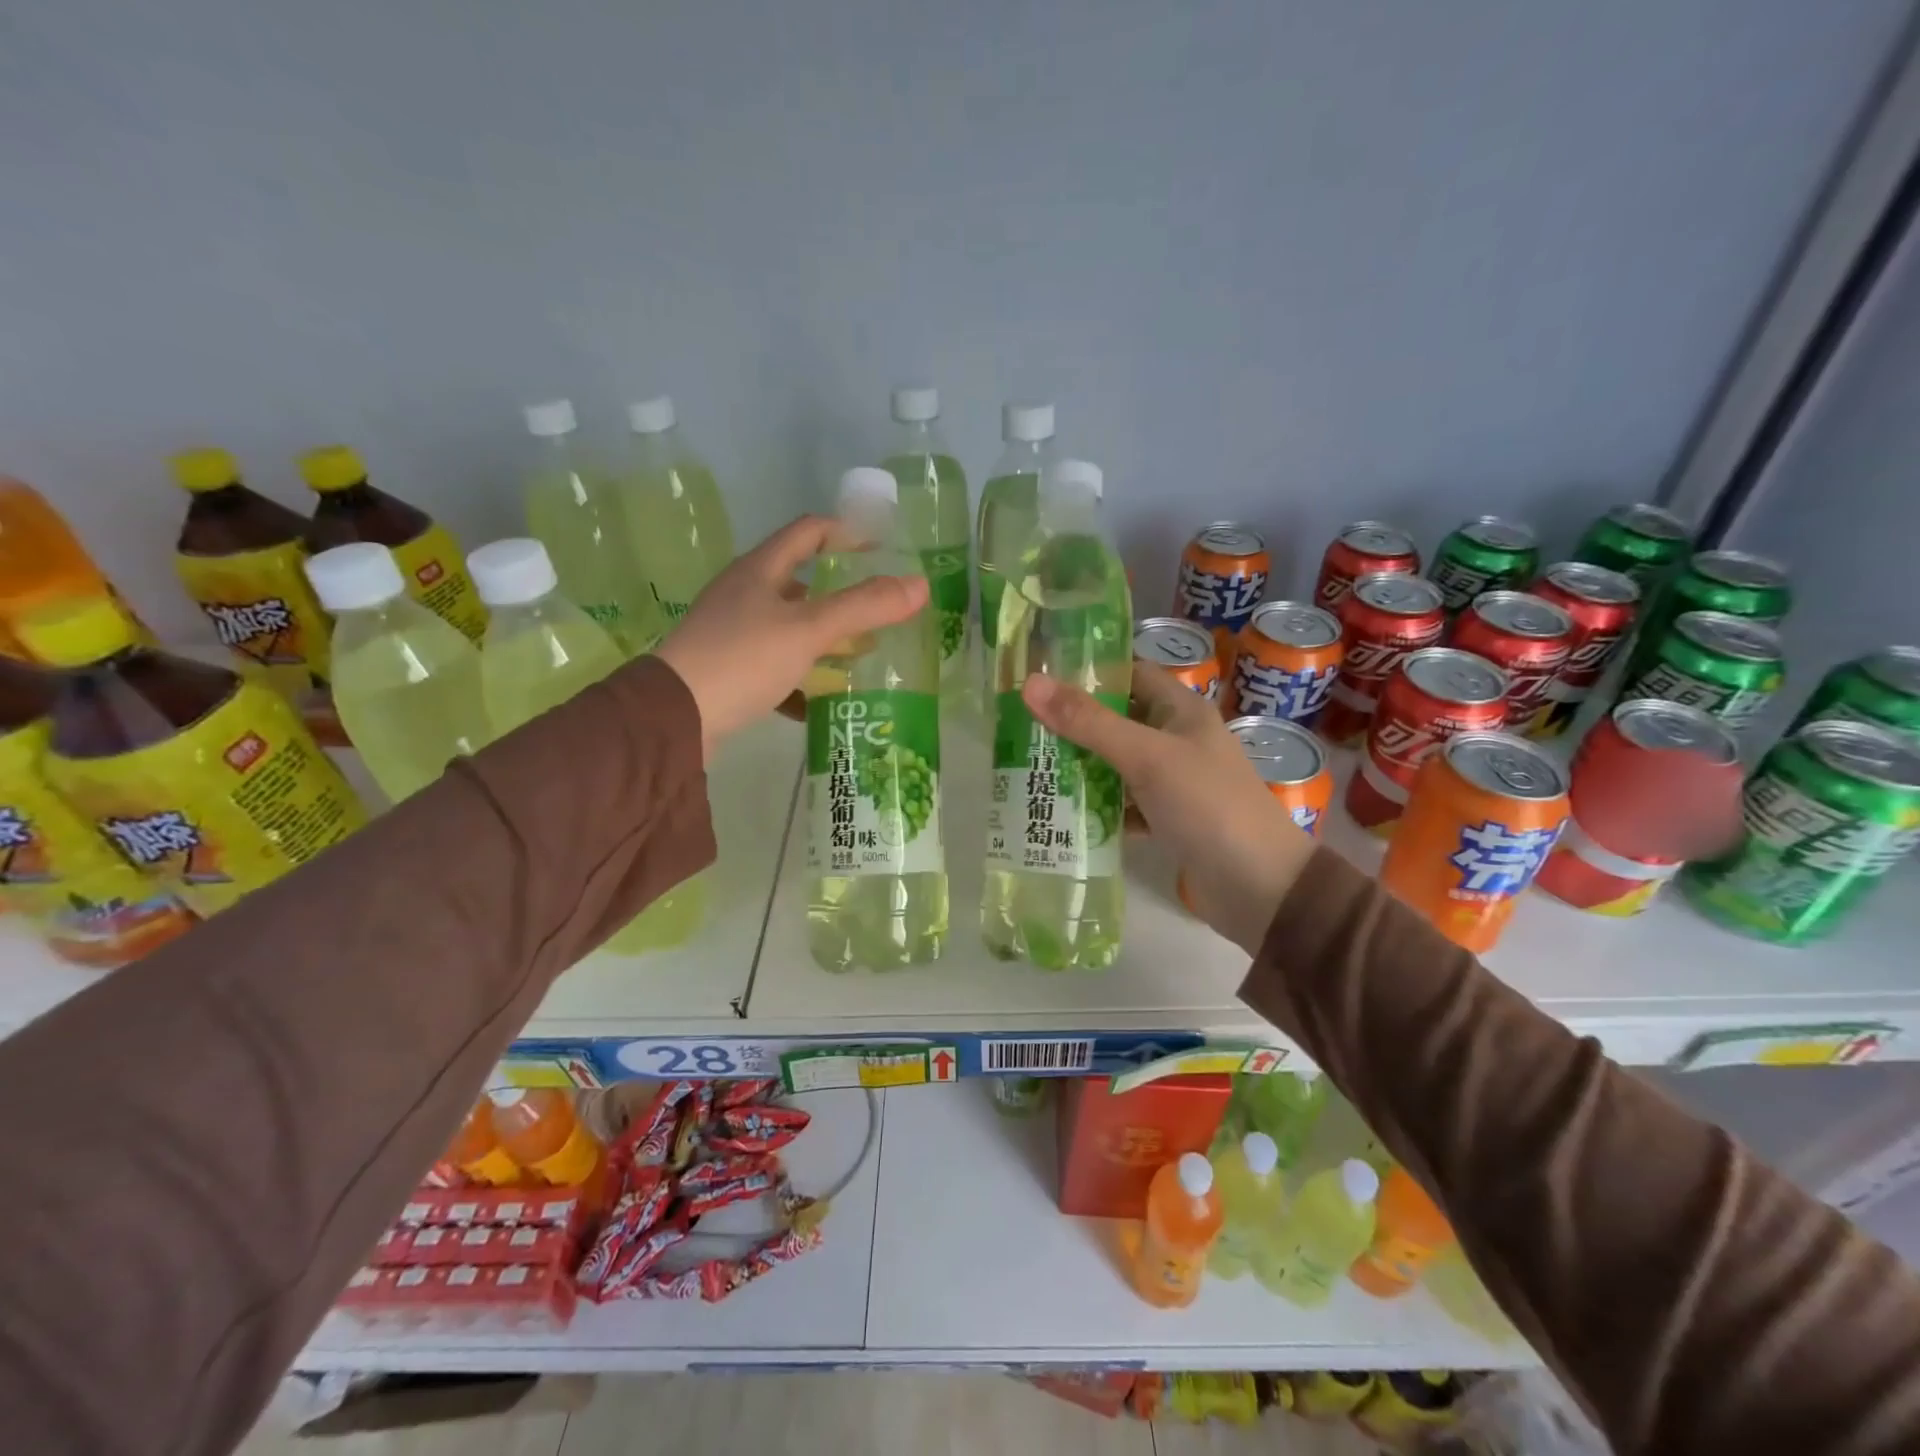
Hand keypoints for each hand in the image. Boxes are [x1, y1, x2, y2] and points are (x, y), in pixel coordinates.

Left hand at [655, 516, 928, 754]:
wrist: (675, 716)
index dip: (846, 533)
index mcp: (760, 570)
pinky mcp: (727, 670)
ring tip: (856, 658)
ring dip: (822, 640)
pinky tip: (818, 703)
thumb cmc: (743, 659)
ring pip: (787, 627)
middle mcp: (743, 594)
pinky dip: (799, 679)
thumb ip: (864, 607)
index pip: (808, 532)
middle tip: (876, 612)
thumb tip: (920, 585)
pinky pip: (773, 666)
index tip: (881, 549)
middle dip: (839, 595)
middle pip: (799, 582)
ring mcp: (731, 632)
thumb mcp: (810, 630)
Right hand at [1020, 664, 1317, 953]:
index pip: (1130, 674)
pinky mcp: (1168, 819)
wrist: (1260, 888)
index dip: (1088, 672)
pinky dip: (1098, 807)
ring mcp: (1174, 782)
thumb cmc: (1208, 806)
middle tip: (1020, 727)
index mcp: (1181, 710)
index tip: (1038, 678)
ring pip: (1117, 764)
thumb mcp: (1146, 757)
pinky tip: (1061, 813)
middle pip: (1117, 720)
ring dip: (1081, 767)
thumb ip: (1089, 722)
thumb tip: (1030, 683)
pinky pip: (1124, 804)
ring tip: (1028, 767)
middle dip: (1074, 724)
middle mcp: (1178, 740)